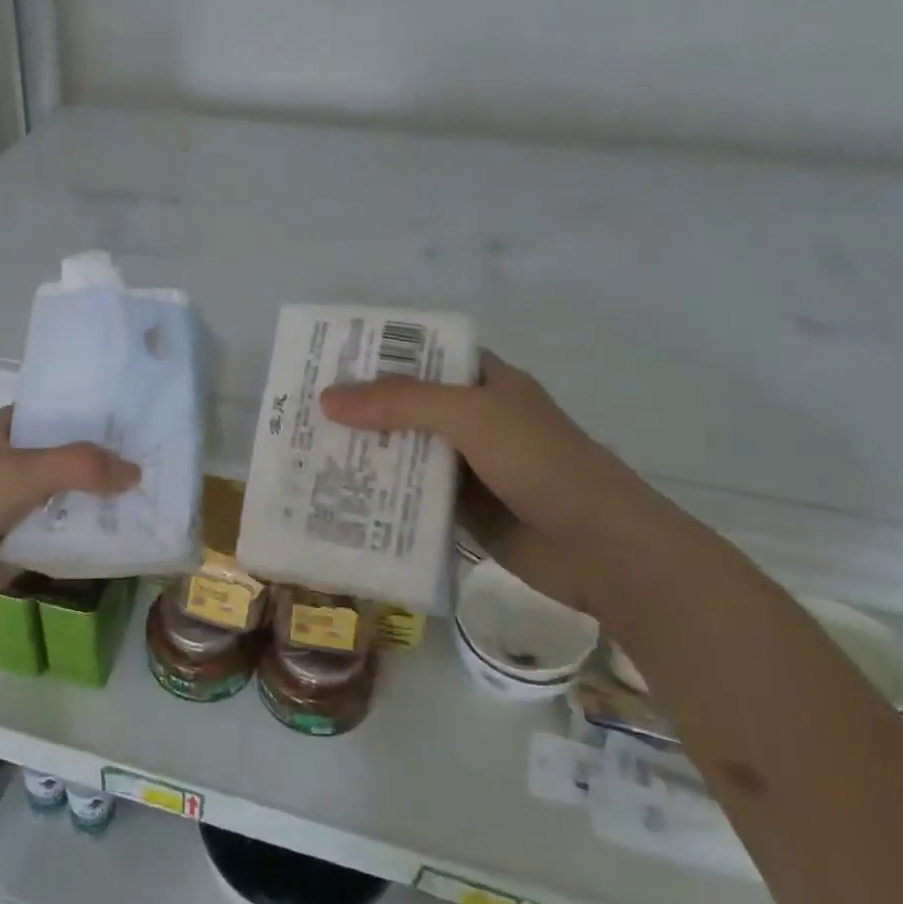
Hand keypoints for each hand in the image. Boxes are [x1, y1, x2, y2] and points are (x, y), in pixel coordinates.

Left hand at [0, 408, 139, 637]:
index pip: (58, 414)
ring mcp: (10, 510)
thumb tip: (136, 471)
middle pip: (67, 461)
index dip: (97, 416)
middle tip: (167, 464)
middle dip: (107, 464)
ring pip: (65, 503)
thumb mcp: (17, 472)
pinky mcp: (12, 550)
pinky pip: (57, 541)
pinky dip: (85, 541)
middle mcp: (8, 466)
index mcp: (0, 432)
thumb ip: (79, 466)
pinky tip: (128, 541)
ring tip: (159, 501)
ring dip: (100, 506)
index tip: (145, 420)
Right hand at [320, 352, 707, 617]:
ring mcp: (466, 465)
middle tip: (300, 412)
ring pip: (403, 451)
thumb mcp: (470, 416)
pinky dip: (380, 495)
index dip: (375, 353)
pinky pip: (410, 494)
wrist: (602, 550)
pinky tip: (338, 497)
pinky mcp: (461, 509)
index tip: (325, 360)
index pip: (420, 353)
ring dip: (364, 453)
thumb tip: (326, 398)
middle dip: (358, 408)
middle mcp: (472, 418)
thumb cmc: (542, 464)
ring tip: (305, 454)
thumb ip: (400, 402)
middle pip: (404, 404)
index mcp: (483, 382)